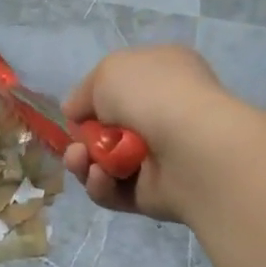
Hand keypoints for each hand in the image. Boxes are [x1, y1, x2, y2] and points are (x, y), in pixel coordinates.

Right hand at [63, 46, 239, 222]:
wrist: (191, 147)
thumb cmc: (152, 96)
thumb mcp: (108, 72)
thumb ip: (85, 92)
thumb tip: (75, 112)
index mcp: (162, 76)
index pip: (120, 89)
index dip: (93, 102)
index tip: (74, 113)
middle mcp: (163, 115)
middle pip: (107, 132)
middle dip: (82, 140)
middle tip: (76, 147)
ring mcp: (161, 157)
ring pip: (105, 164)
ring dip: (84, 164)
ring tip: (82, 161)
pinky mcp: (154, 194)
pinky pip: (115, 192)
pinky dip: (101, 185)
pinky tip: (101, 177)